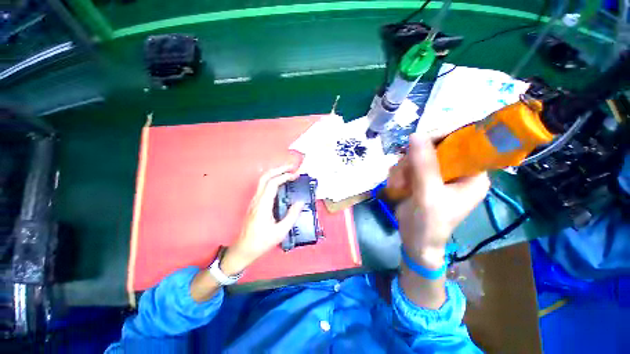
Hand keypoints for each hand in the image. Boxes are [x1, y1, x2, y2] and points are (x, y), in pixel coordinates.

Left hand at [221, 166, 304, 275]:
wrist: (244, 249)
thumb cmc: (262, 241)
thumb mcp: (280, 231)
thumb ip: (291, 215)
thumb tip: (300, 202)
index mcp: (263, 205)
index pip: (273, 183)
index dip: (285, 176)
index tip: (296, 175)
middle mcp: (257, 199)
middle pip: (265, 177)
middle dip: (279, 169)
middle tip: (292, 167)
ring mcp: (254, 200)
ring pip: (263, 180)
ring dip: (275, 173)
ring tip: (288, 172)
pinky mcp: (255, 203)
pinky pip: (263, 186)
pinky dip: (273, 180)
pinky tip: (281, 183)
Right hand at [389, 134, 488, 267]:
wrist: (415, 241)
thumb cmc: (429, 223)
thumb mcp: (428, 194)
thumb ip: (423, 165)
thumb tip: (416, 135)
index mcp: (472, 174)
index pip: (464, 142)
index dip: (441, 137)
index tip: (417, 143)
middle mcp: (457, 171)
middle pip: (433, 148)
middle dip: (413, 161)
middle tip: (403, 177)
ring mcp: (437, 174)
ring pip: (416, 157)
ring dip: (402, 170)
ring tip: (398, 186)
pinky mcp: (422, 179)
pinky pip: (407, 166)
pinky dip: (398, 175)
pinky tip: (396, 187)